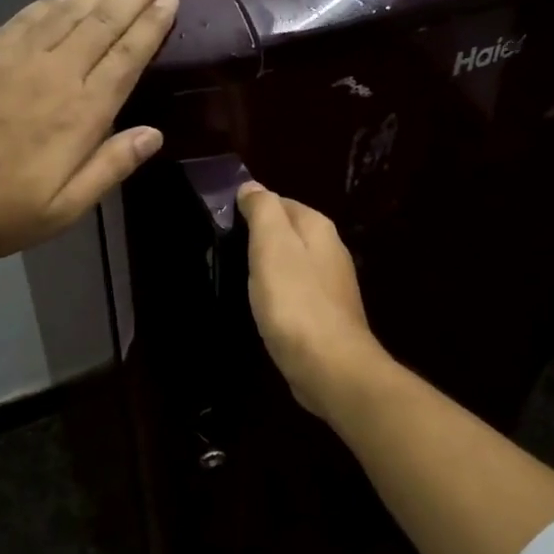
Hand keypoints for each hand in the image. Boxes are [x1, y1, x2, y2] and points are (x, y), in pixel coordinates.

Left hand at [0, 0, 177, 260]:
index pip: (126, 58)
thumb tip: (154, 134)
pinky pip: (27, 15)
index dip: (151, 25)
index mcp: (81, 113)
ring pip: (67, 12)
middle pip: (102, 24)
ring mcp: (15, 58)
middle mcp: (54, 74)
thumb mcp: (64, 208)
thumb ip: (110, 167)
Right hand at [237, 181, 389, 418]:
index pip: (280, 202)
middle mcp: (330, 251)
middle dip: (259, 239)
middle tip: (225, 253)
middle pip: (288, 233)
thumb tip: (252, 187)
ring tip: (239, 280)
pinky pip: (296, 294)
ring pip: (292, 264)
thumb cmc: (295, 302)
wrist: (329, 366)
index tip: (222, 224)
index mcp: (318, 228)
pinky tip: (263, 308)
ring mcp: (331, 286)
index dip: (251, 209)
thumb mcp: (272, 246)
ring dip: (268, 269)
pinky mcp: (326, 317)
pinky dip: (278, 295)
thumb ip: (263, 211)